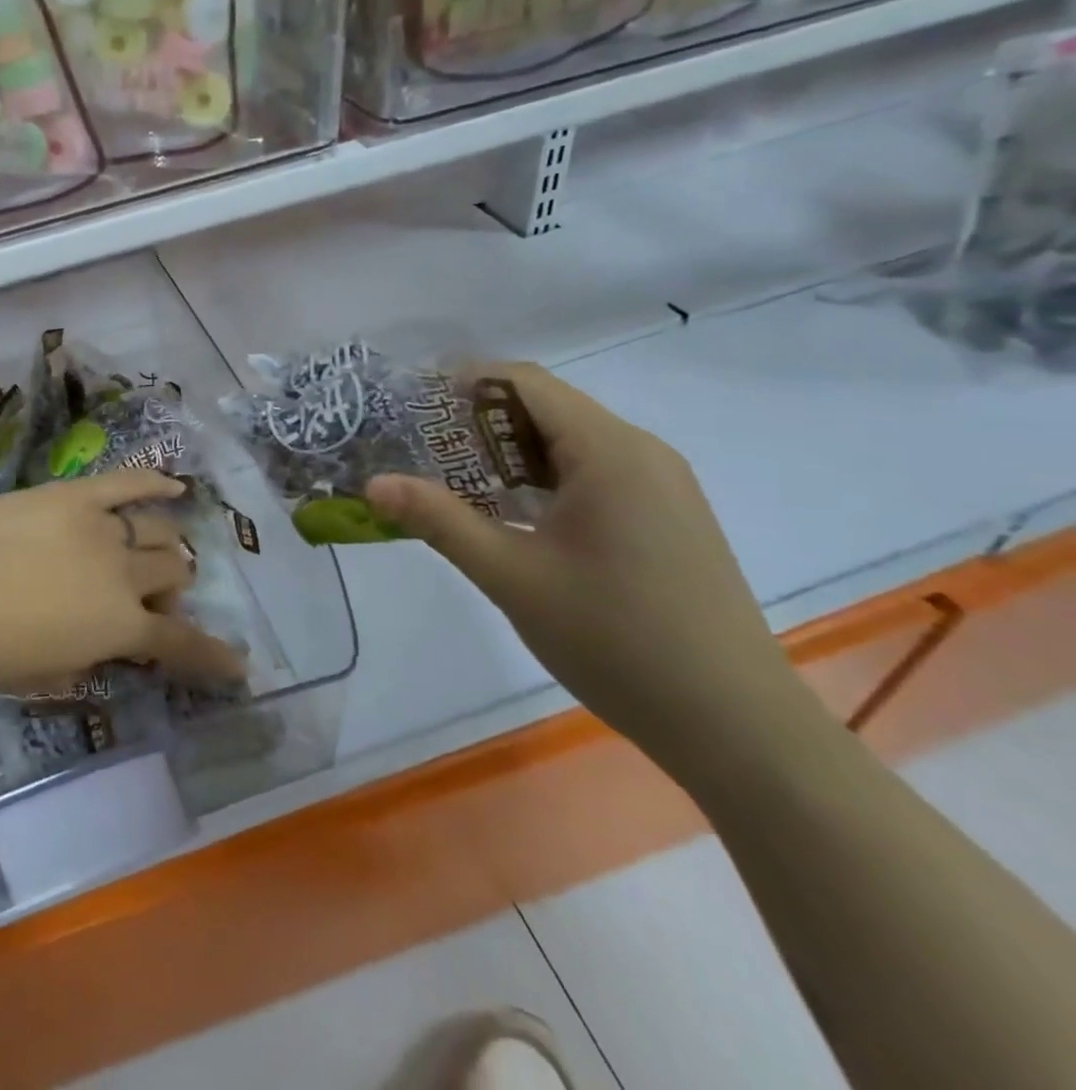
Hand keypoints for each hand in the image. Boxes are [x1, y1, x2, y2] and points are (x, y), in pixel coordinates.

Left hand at [0, 471, 246, 693]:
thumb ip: (87, 660)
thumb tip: (105, 648)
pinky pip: (126, 483)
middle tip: (152, 597)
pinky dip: (154, 483)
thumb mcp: (45, 674)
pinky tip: (173, 485)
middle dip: (172, 589)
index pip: (180, 644)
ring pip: (157, 531)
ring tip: (156, 549)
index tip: (237, 666)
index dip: (212, 657)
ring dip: (165, 545)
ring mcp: (104, 528)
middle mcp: (125, 575)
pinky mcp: (78, 496)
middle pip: (171, 573)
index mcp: (119, 626)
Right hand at [365, 363, 812, 773]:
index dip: (461, 382)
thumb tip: (373, 484)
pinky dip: (543, 479)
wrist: (736, 726)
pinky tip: (513, 516)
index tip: (410, 406)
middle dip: (478, 422)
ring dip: (508, 453)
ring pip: (569, 443)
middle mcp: (641, 452)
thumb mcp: (511, 576)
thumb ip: (439, 521)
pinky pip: (593, 474)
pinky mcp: (667, 517)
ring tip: (454, 483)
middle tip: (420, 450)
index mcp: (609, 450)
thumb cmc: (616, 639)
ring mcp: (661, 485)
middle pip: (546, 409)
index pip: (524, 382)